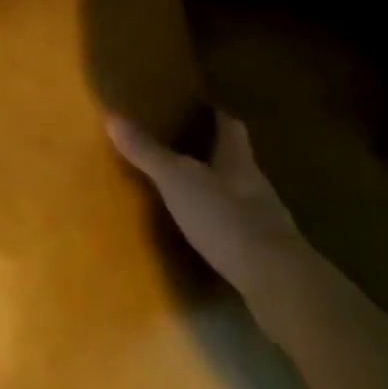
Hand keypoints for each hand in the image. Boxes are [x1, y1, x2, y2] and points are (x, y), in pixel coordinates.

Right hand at [107, 110, 300, 301]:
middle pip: (236, 159)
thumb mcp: (178, 181)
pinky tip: (206, 235)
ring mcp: (265, 220)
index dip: (216, 115)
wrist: (275, 279)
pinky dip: (222, 226)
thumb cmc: (225, 217)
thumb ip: (148, 152)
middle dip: (214, 152)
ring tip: (189, 193)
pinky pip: (240, 229)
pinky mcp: (264, 253)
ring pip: (239, 194)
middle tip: (184, 149)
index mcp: (238, 158)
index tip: (200, 108)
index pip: (230, 126)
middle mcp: (255, 183)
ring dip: (218, 191)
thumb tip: (112, 116)